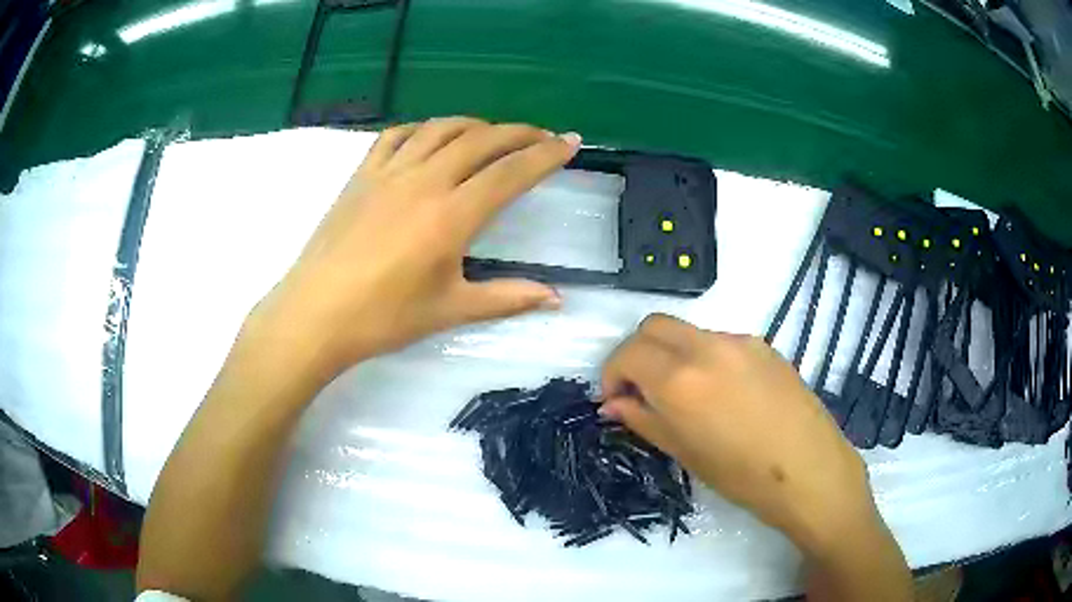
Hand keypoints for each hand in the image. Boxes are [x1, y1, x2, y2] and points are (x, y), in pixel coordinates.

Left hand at [250, 117, 580, 378]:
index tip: (571, 142)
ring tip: (493, 133)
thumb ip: (507, 298)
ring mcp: (389, 172)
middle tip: (542, 135)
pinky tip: (431, 137)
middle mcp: (425, 181)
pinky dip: (422, 129)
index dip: (546, 155)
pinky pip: (397, 136)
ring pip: (441, 129)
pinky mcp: (362, 175)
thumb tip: (556, 299)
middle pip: (481, 140)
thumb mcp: (450, 309)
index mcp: (452, 215)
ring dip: (475, 125)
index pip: (511, 173)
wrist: (316, 313)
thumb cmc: (383, 317)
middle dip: (519, 133)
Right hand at [599, 314, 877, 554]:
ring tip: (685, 396)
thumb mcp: (684, 452)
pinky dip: (703, 357)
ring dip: (671, 354)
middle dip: (637, 353)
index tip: (616, 400)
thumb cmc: (742, 476)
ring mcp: (739, 341)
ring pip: (687, 332)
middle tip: (642, 391)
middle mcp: (707, 346)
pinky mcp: (764, 345)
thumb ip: (643, 420)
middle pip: (653, 326)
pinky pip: (719, 341)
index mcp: (681, 379)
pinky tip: (722, 393)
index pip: (627, 353)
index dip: (612, 374)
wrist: (810, 470)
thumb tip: (612, 404)